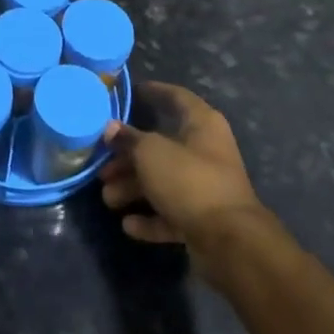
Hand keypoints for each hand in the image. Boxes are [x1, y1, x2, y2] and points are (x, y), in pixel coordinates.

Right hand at [98, 82, 277, 260]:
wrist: (230, 242)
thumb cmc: (189, 180)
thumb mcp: (151, 153)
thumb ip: (128, 139)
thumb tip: (110, 128)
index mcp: (202, 124)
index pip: (176, 97)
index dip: (154, 91)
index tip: (131, 92)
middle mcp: (206, 151)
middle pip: (161, 147)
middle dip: (129, 158)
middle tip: (103, 167)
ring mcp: (206, 187)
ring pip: (163, 181)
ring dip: (134, 189)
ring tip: (108, 199)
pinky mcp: (204, 220)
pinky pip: (171, 213)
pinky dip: (150, 218)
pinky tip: (128, 224)